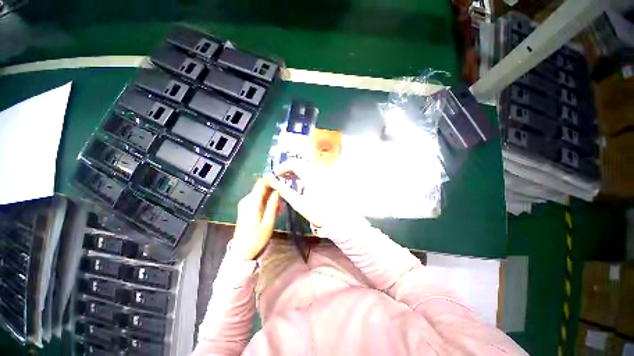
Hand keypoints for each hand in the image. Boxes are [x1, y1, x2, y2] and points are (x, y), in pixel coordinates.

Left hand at [231, 178, 280, 259]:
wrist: (241, 251)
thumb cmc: (256, 238)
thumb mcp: (268, 222)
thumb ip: (273, 205)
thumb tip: (278, 190)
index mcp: (252, 202)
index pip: (261, 183)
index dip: (272, 180)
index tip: (282, 184)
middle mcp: (247, 200)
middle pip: (261, 188)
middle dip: (274, 191)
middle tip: (283, 201)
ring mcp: (245, 204)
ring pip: (261, 194)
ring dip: (271, 198)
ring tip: (280, 209)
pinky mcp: (246, 208)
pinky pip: (258, 200)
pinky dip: (267, 203)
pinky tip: (273, 211)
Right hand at [269, 161, 334, 228]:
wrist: (337, 218)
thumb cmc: (317, 212)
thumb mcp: (299, 204)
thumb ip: (285, 192)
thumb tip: (274, 183)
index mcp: (310, 176)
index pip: (293, 164)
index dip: (282, 167)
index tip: (275, 175)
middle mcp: (317, 171)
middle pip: (299, 163)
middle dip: (287, 168)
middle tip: (279, 177)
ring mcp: (322, 174)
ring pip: (305, 166)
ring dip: (294, 170)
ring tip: (286, 178)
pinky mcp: (325, 178)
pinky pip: (311, 171)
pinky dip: (302, 173)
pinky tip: (298, 180)